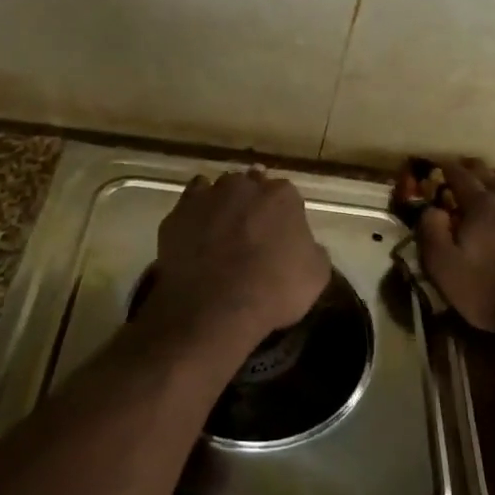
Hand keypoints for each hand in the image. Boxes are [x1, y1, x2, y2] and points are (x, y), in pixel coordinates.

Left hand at [146, 169, 330, 354]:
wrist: (214, 309)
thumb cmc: (273, 291)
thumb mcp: (316, 276)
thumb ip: (313, 249)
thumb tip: (305, 244)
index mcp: (282, 196)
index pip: (287, 195)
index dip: (285, 216)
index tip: (282, 236)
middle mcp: (244, 185)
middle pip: (251, 186)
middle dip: (253, 204)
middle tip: (252, 233)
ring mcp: (207, 196)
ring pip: (218, 189)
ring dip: (223, 204)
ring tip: (222, 232)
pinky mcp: (178, 214)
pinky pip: (190, 204)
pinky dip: (195, 214)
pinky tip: (198, 233)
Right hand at [417, 158, 494, 338]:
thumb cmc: (490, 291)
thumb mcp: (445, 267)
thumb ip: (432, 233)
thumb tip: (431, 209)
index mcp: (482, 208)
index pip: (462, 179)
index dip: (450, 169)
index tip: (442, 164)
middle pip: (494, 177)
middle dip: (478, 168)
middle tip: (469, 163)